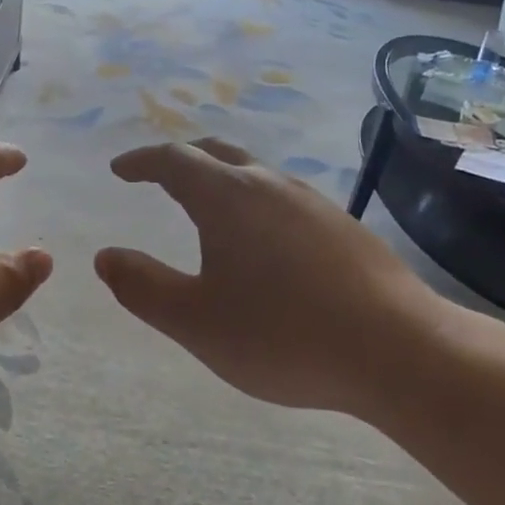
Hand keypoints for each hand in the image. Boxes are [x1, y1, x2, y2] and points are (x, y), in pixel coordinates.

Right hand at [94, 138, 452, 413]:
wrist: (400, 351)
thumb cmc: (283, 335)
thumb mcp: (195, 321)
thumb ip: (142, 287)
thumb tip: (104, 256)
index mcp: (226, 197)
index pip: (172, 160)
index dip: (140, 162)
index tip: (119, 170)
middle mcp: (269, 185)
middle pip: (216, 153)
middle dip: (180, 160)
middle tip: (157, 177)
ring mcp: (312, 202)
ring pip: (254, 173)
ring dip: (220, 178)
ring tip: (206, 207)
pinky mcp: (343, 226)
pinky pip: (282, 197)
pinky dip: (253, 201)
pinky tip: (262, 241)